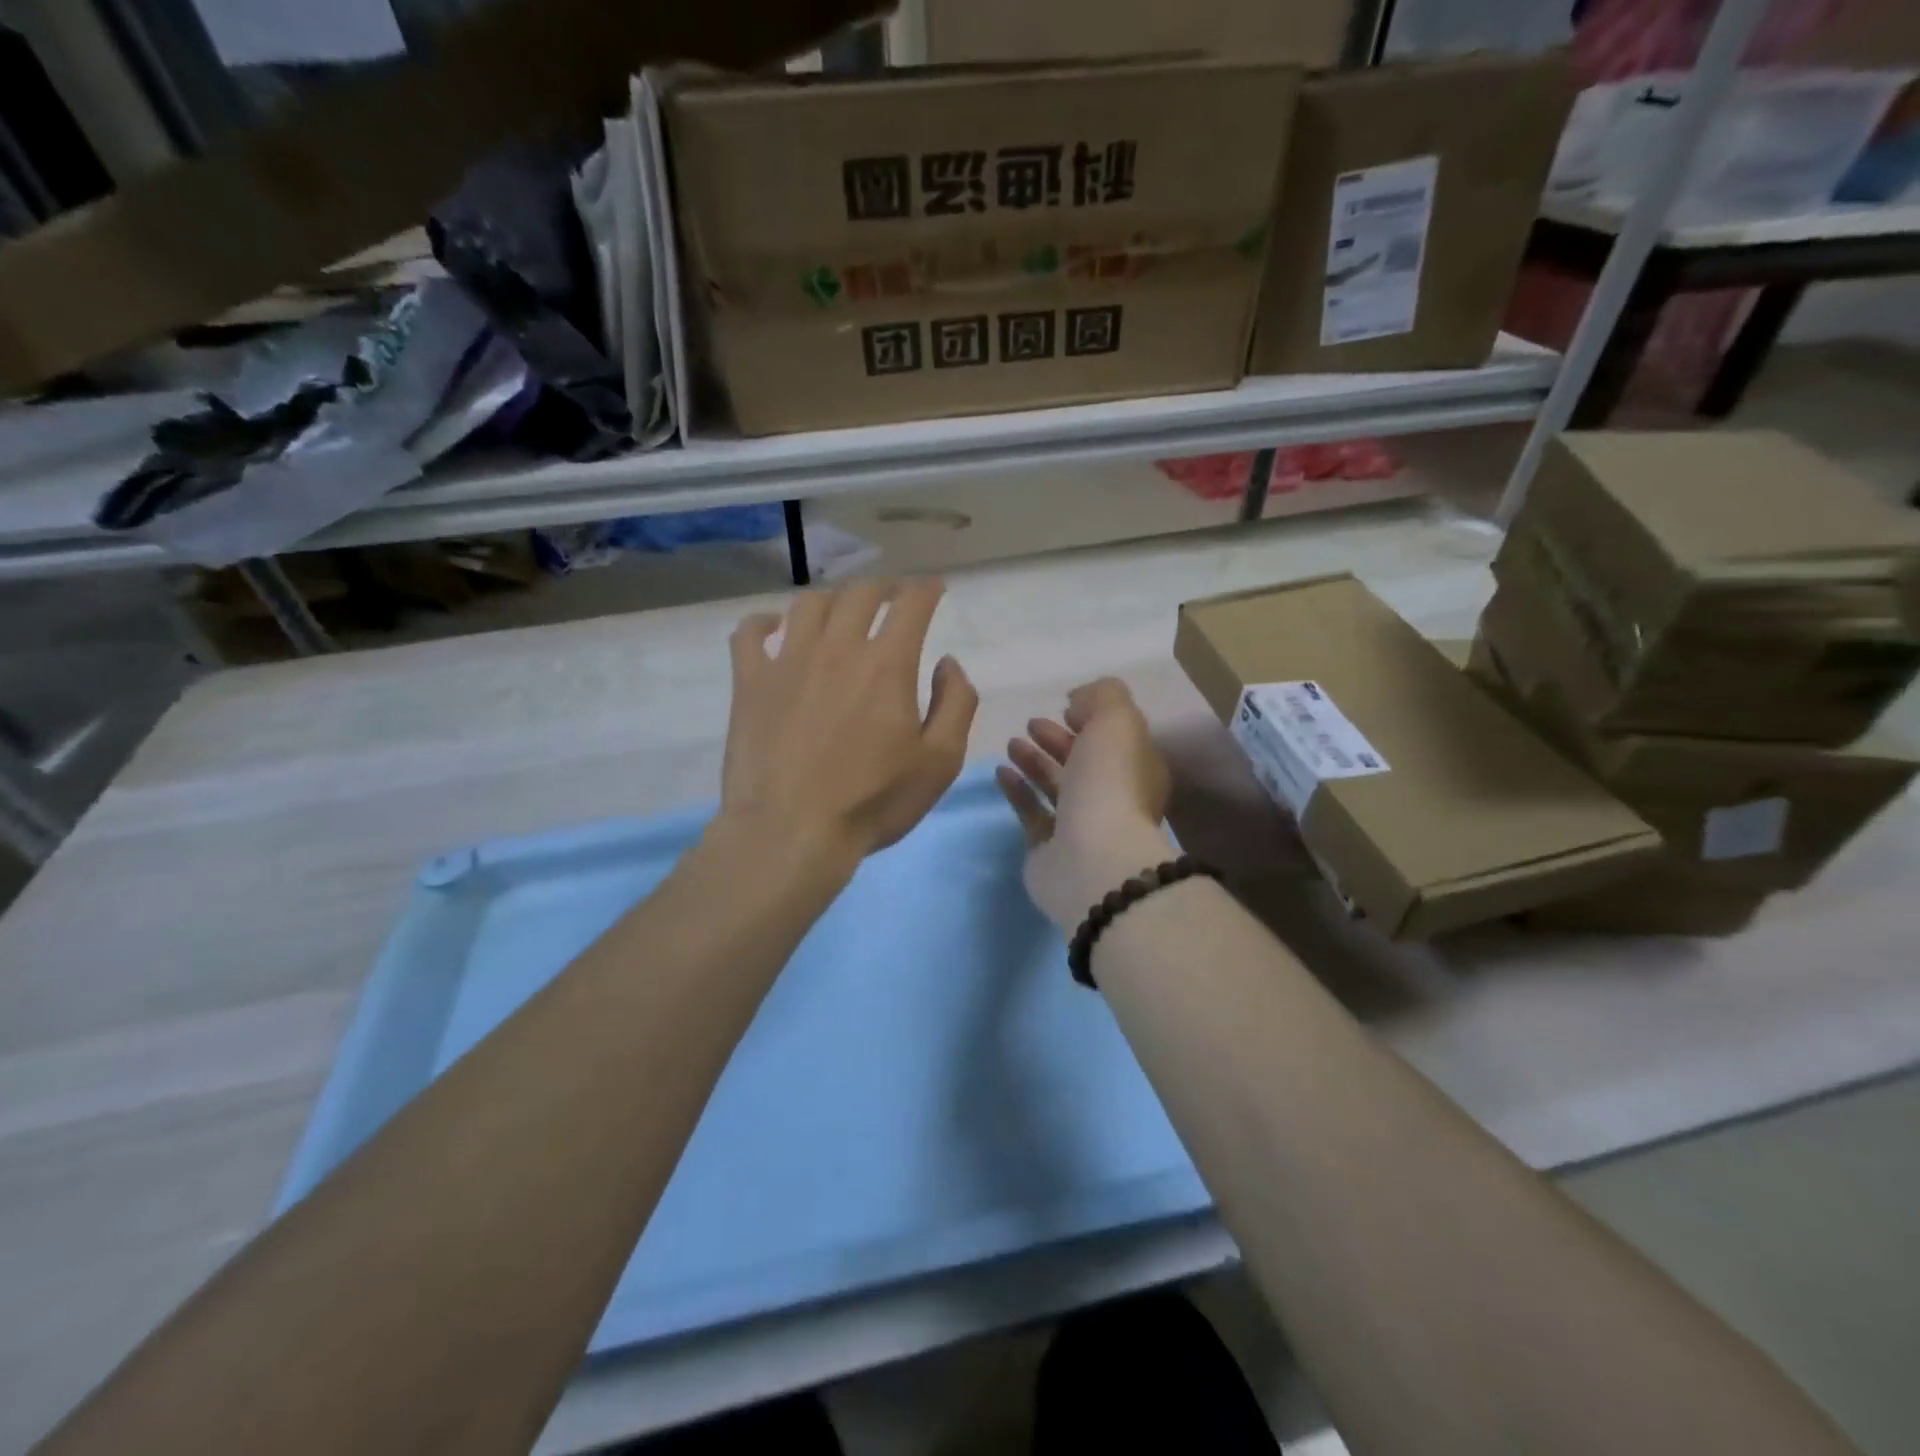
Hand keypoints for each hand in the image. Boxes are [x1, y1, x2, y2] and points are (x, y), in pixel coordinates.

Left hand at [722, 578, 976, 868]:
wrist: (790, 832)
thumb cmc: (872, 802)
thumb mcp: (939, 761)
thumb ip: (956, 704)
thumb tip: (947, 663)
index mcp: (887, 664)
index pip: (911, 604)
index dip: (926, 589)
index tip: (934, 588)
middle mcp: (837, 648)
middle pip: (860, 594)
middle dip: (884, 587)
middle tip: (892, 596)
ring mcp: (787, 661)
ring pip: (809, 604)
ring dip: (833, 599)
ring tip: (841, 611)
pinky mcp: (749, 682)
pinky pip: (749, 633)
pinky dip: (764, 621)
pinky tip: (775, 628)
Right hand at [997, 678, 1174, 930]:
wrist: (1092, 858)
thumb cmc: (1109, 783)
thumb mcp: (1117, 721)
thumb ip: (1102, 696)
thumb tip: (1078, 701)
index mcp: (1137, 769)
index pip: (1115, 738)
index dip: (1092, 719)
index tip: (1064, 706)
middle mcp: (1112, 797)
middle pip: (1084, 761)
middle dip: (1057, 739)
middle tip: (1031, 724)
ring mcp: (1081, 826)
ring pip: (1056, 785)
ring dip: (1034, 760)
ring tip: (1011, 743)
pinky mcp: (1049, 848)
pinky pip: (1031, 811)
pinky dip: (1017, 789)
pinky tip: (1000, 771)